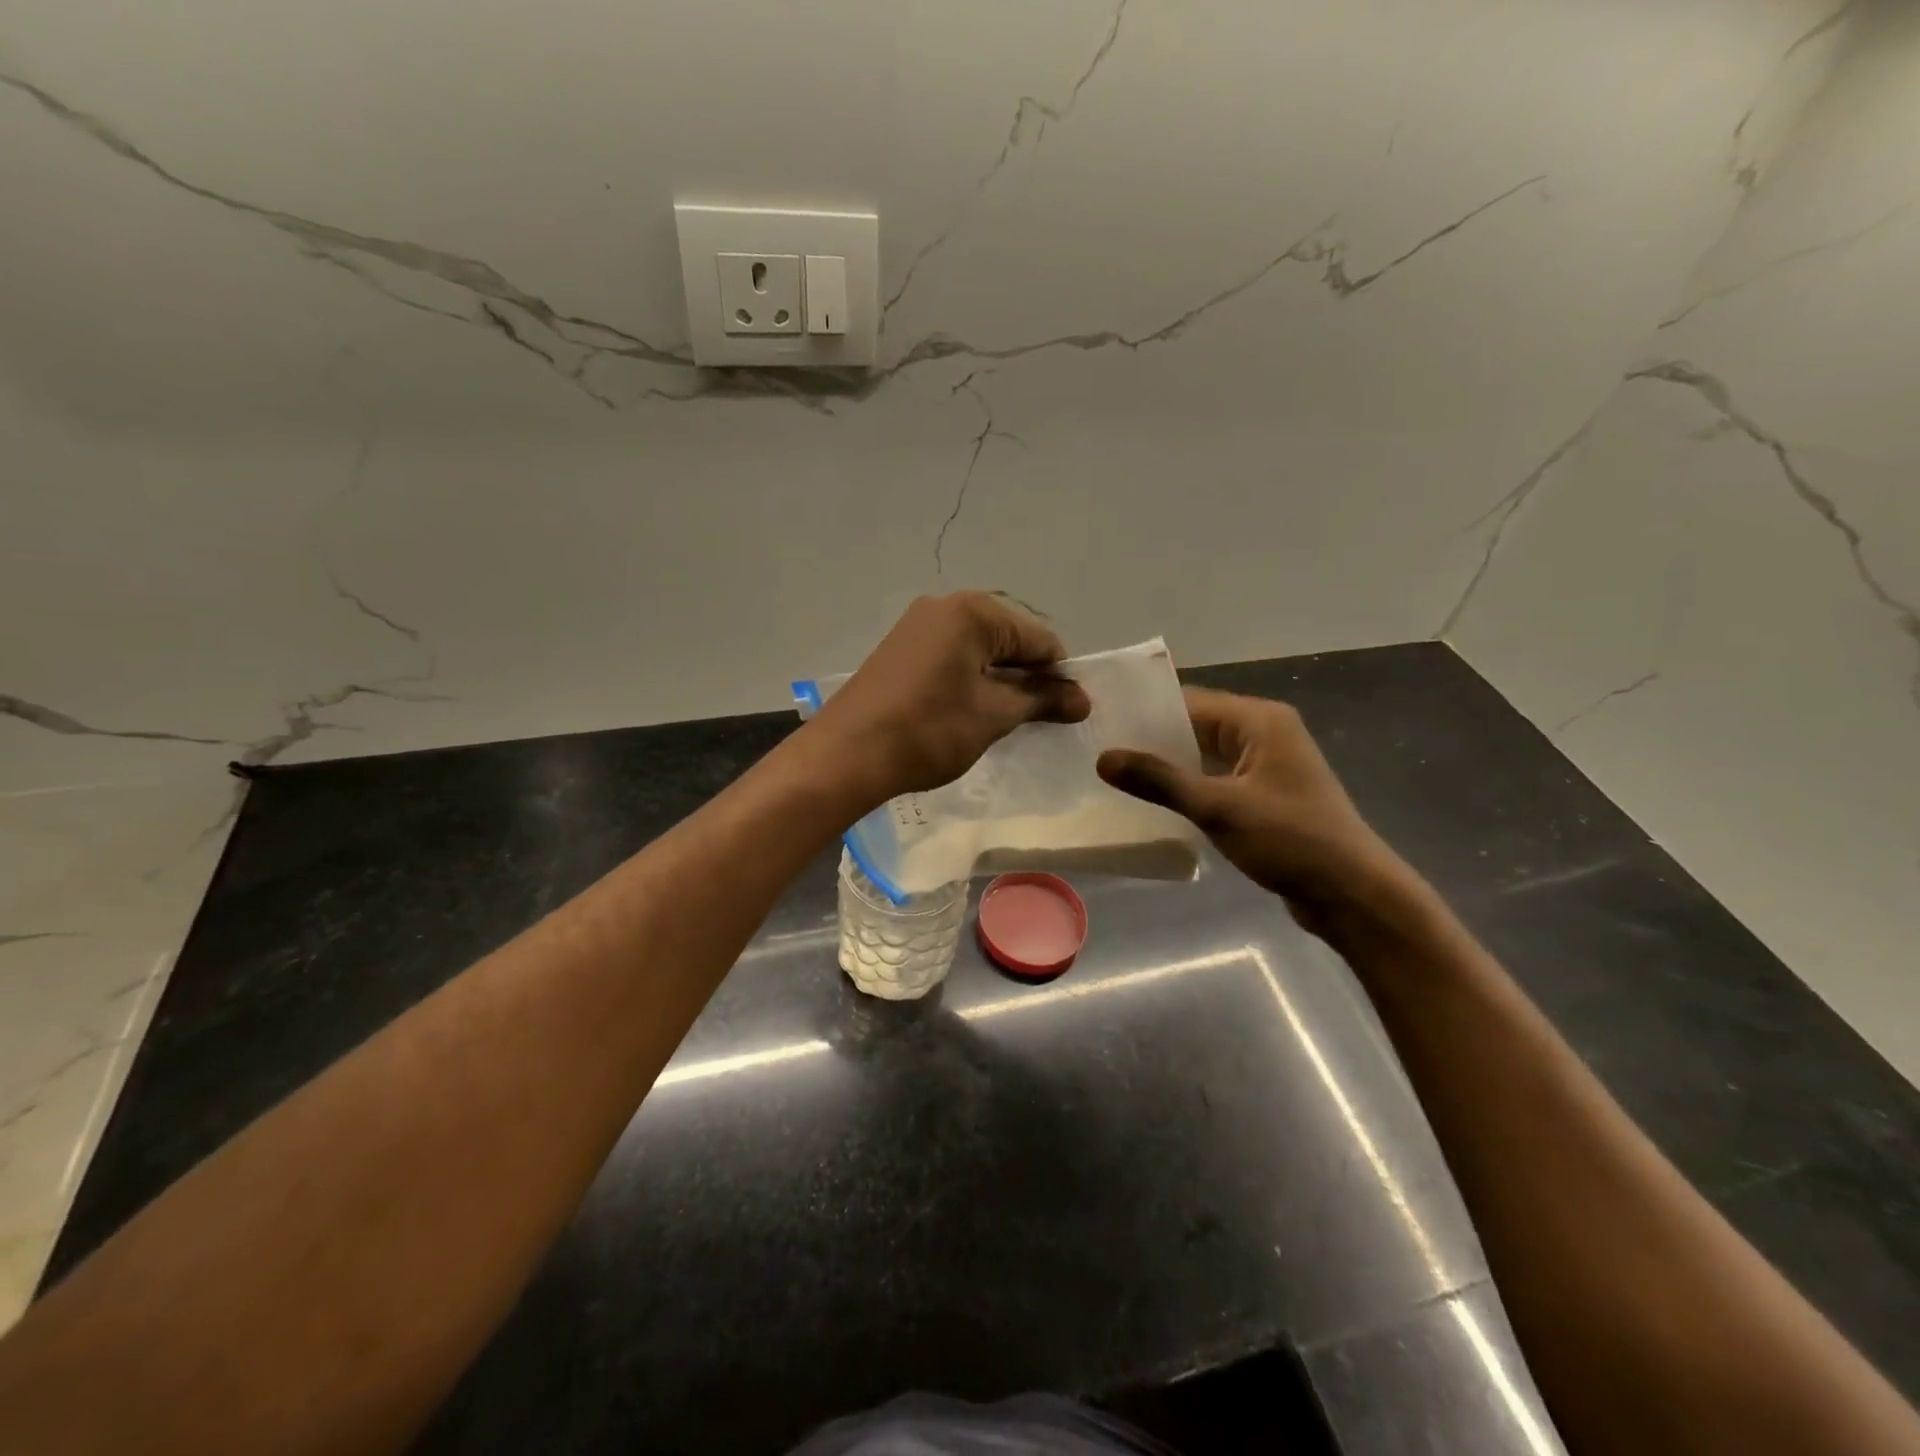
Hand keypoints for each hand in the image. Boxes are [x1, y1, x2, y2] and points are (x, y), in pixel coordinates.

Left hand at [807, 593, 1090, 805]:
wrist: (846, 755)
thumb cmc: (929, 730)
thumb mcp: (993, 715)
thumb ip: (1041, 700)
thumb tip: (1083, 699)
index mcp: (973, 611)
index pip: (1039, 637)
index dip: (1059, 675)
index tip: (1068, 712)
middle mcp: (945, 606)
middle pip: (1009, 637)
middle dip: (1029, 675)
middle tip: (1037, 719)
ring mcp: (918, 625)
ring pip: (980, 648)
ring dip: (1001, 679)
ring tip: (1006, 719)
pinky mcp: (901, 649)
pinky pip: (953, 655)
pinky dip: (972, 679)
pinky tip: (972, 710)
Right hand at [1097, 688, 1423, 934]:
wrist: (1352, 894)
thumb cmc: (1290, 841)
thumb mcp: (1219, 808)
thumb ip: (1159, 780)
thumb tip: (1103, 758)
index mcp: (1259, 721)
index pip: (1190, 701)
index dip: (1145, 712)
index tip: (1101, 726)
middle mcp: (1264, 733)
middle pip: (1196, 725)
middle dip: (1152, 741)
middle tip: (1100, 753)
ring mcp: (1266, 765)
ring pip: (1204, 755)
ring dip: (1168, 766)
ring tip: (1117, 777)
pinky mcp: (1265, 795)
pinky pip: (1216, 779)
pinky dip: (1188, 787)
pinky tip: (1155, 803)